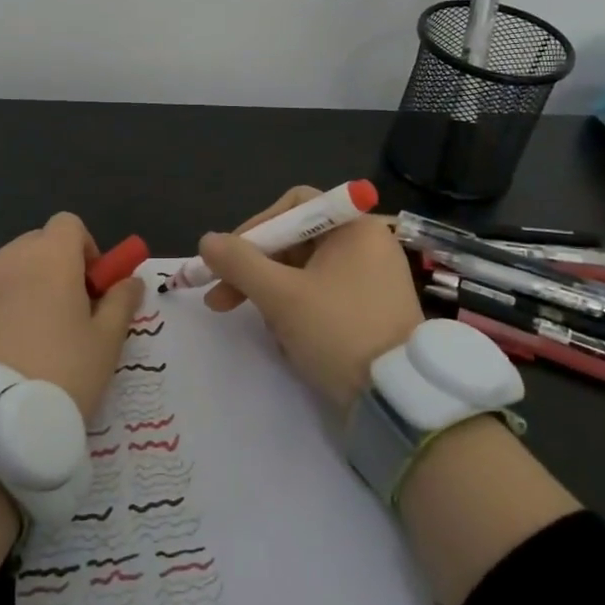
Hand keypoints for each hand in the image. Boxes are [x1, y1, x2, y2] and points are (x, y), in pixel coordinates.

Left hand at [0, 212, 145, 418]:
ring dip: (18, 289)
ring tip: (24, 341)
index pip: (68, 225)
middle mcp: (6, 259)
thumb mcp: (107, 342)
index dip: (83, 249)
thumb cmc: (63, 375)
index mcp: (49, 258)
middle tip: (61, 316)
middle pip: (34, 245)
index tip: (90, 287)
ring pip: (2, 271)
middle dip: (51, 269)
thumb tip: (130, 280)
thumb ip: (121, 302)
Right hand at [199, 186, 423, 412]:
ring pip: (304, 273)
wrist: (397, 399)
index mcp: (354, 227)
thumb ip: (239, 262)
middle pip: (295, 241)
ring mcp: (371, 280)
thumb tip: (206, 240)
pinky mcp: (371, 311)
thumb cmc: (338, 332)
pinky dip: (298, 312)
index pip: (294, 206)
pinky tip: (288, 341)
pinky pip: (322, 296)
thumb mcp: (280, 295)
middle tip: (220, 299)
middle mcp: (366, 245)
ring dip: (273, 296)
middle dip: (255, 270)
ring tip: (264, 329)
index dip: (255, 227)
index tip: (230, 259)